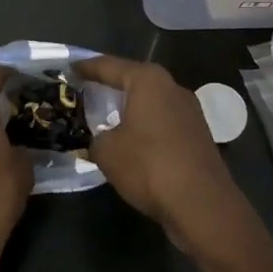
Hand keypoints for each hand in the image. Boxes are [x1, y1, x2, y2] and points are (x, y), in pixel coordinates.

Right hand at [83, 57, 261, 261]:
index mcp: (148, 80)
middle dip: (110, 85)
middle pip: (133, 80)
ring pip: (150, 102)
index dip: (86, 68)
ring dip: (130, 108)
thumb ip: (97, 138)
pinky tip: (132, 141)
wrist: (203, 205)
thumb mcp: (107, 151)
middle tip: (86, 91)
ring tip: (106, 117)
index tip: (69, 68)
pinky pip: (163, 122)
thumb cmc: (149, 166)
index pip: (109, 66)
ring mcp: (190, 111)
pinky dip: (145, 126)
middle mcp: (172, 87)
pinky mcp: (198, 135)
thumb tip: (102, 139)